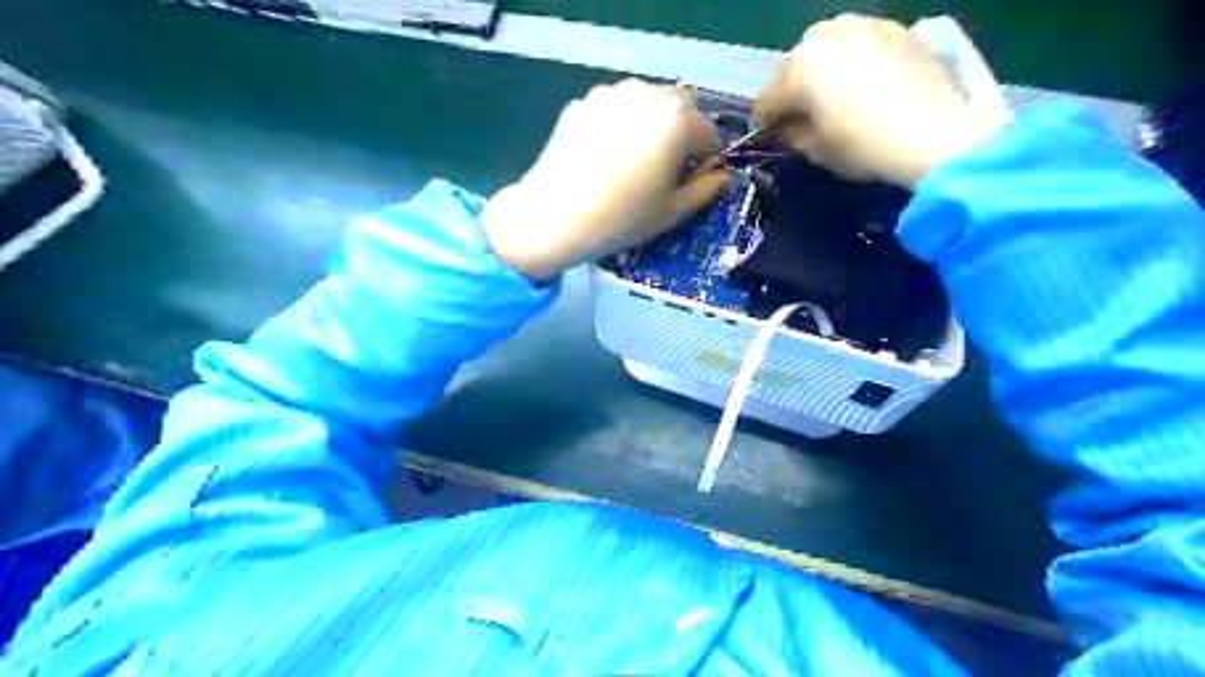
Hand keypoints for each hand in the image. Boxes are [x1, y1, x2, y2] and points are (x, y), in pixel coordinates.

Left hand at [479, 80, 723, 279]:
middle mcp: (647, 95)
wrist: (553, 217)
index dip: (704, 163)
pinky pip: (614, 110)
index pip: (709, 135)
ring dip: (650, 127)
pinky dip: (619, 126)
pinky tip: (602, 158)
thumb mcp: (671, 212)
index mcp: (677, 121)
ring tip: (629, 164)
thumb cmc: (621, 219)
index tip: (688, 185)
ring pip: (646, 105)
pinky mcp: (582, 103)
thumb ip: (705, 191)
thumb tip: (722, 179)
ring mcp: (610, 94)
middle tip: (661, 172)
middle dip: (680, 137)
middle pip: (680, 110)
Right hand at [751, 14, 1008, 187]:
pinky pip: (860, 37)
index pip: (767, 98)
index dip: (765, 123)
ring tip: (830, 89)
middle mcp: (825, 39)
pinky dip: (851, 55)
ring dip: (819, 64)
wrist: (934, 135)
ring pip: (825, 41)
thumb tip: (786, 129)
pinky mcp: (896, 29)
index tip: (771, 138)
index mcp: (798, 71)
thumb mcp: (817, 151)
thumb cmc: (864, 148)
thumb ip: (793, 135)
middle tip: (800, 115)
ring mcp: (864, 27)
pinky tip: (862, 78)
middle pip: (793, 65)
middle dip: (790, 89)